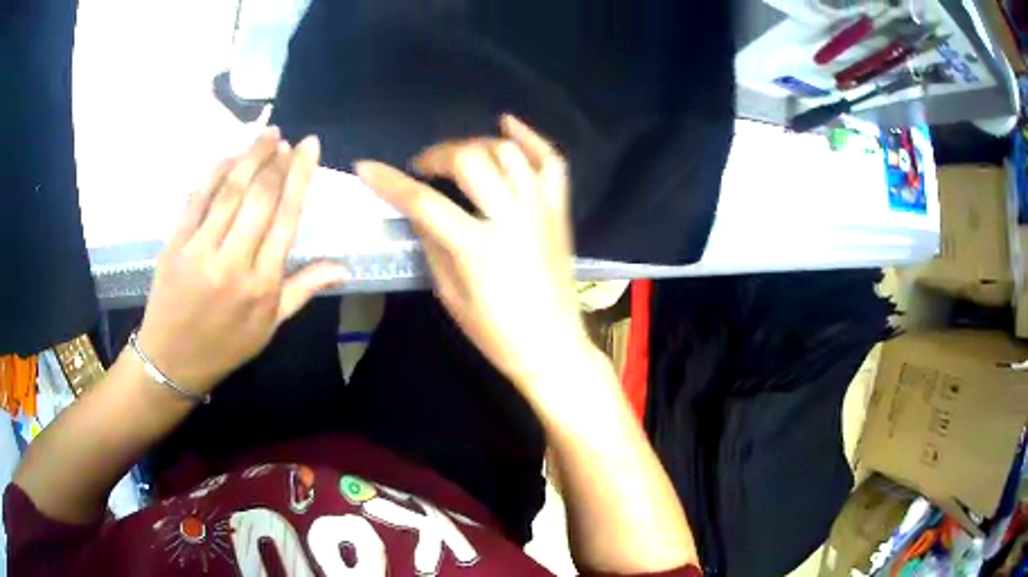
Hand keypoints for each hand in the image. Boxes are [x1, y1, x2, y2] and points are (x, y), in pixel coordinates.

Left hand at [136, 128, 346, 393]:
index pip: (286, 219)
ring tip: (265, 135)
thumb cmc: (225, 346)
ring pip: (229, 191)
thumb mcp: (269, 327)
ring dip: (249, 157)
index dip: (299, 177)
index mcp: (262, 285)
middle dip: (276, 161)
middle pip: (259, 198)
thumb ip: (303, 290)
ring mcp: (201, 251)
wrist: (172, 362)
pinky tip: (229, 157)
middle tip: (286, 140)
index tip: (309, 147)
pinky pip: (197, 199)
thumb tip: (343, 267)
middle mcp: (233, 263)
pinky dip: (214, 172)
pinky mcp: (176, 244)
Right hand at [355, 115, 590, 393]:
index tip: (367, 167)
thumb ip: (432, 244)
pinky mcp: (559, 210)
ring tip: (460, 158)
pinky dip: (530, 137)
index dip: (389, 182)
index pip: (423, 201)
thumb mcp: (450, 295)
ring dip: (476, 145)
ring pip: (508, 152)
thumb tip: (417, 210)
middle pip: (470, 160)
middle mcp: (511, 218)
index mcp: (477, 247)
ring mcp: (540, 210)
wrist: (552, 346)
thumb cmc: (496, 332)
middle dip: (438, 154)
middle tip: (424, 168)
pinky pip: (551, 162)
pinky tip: (507, 124)